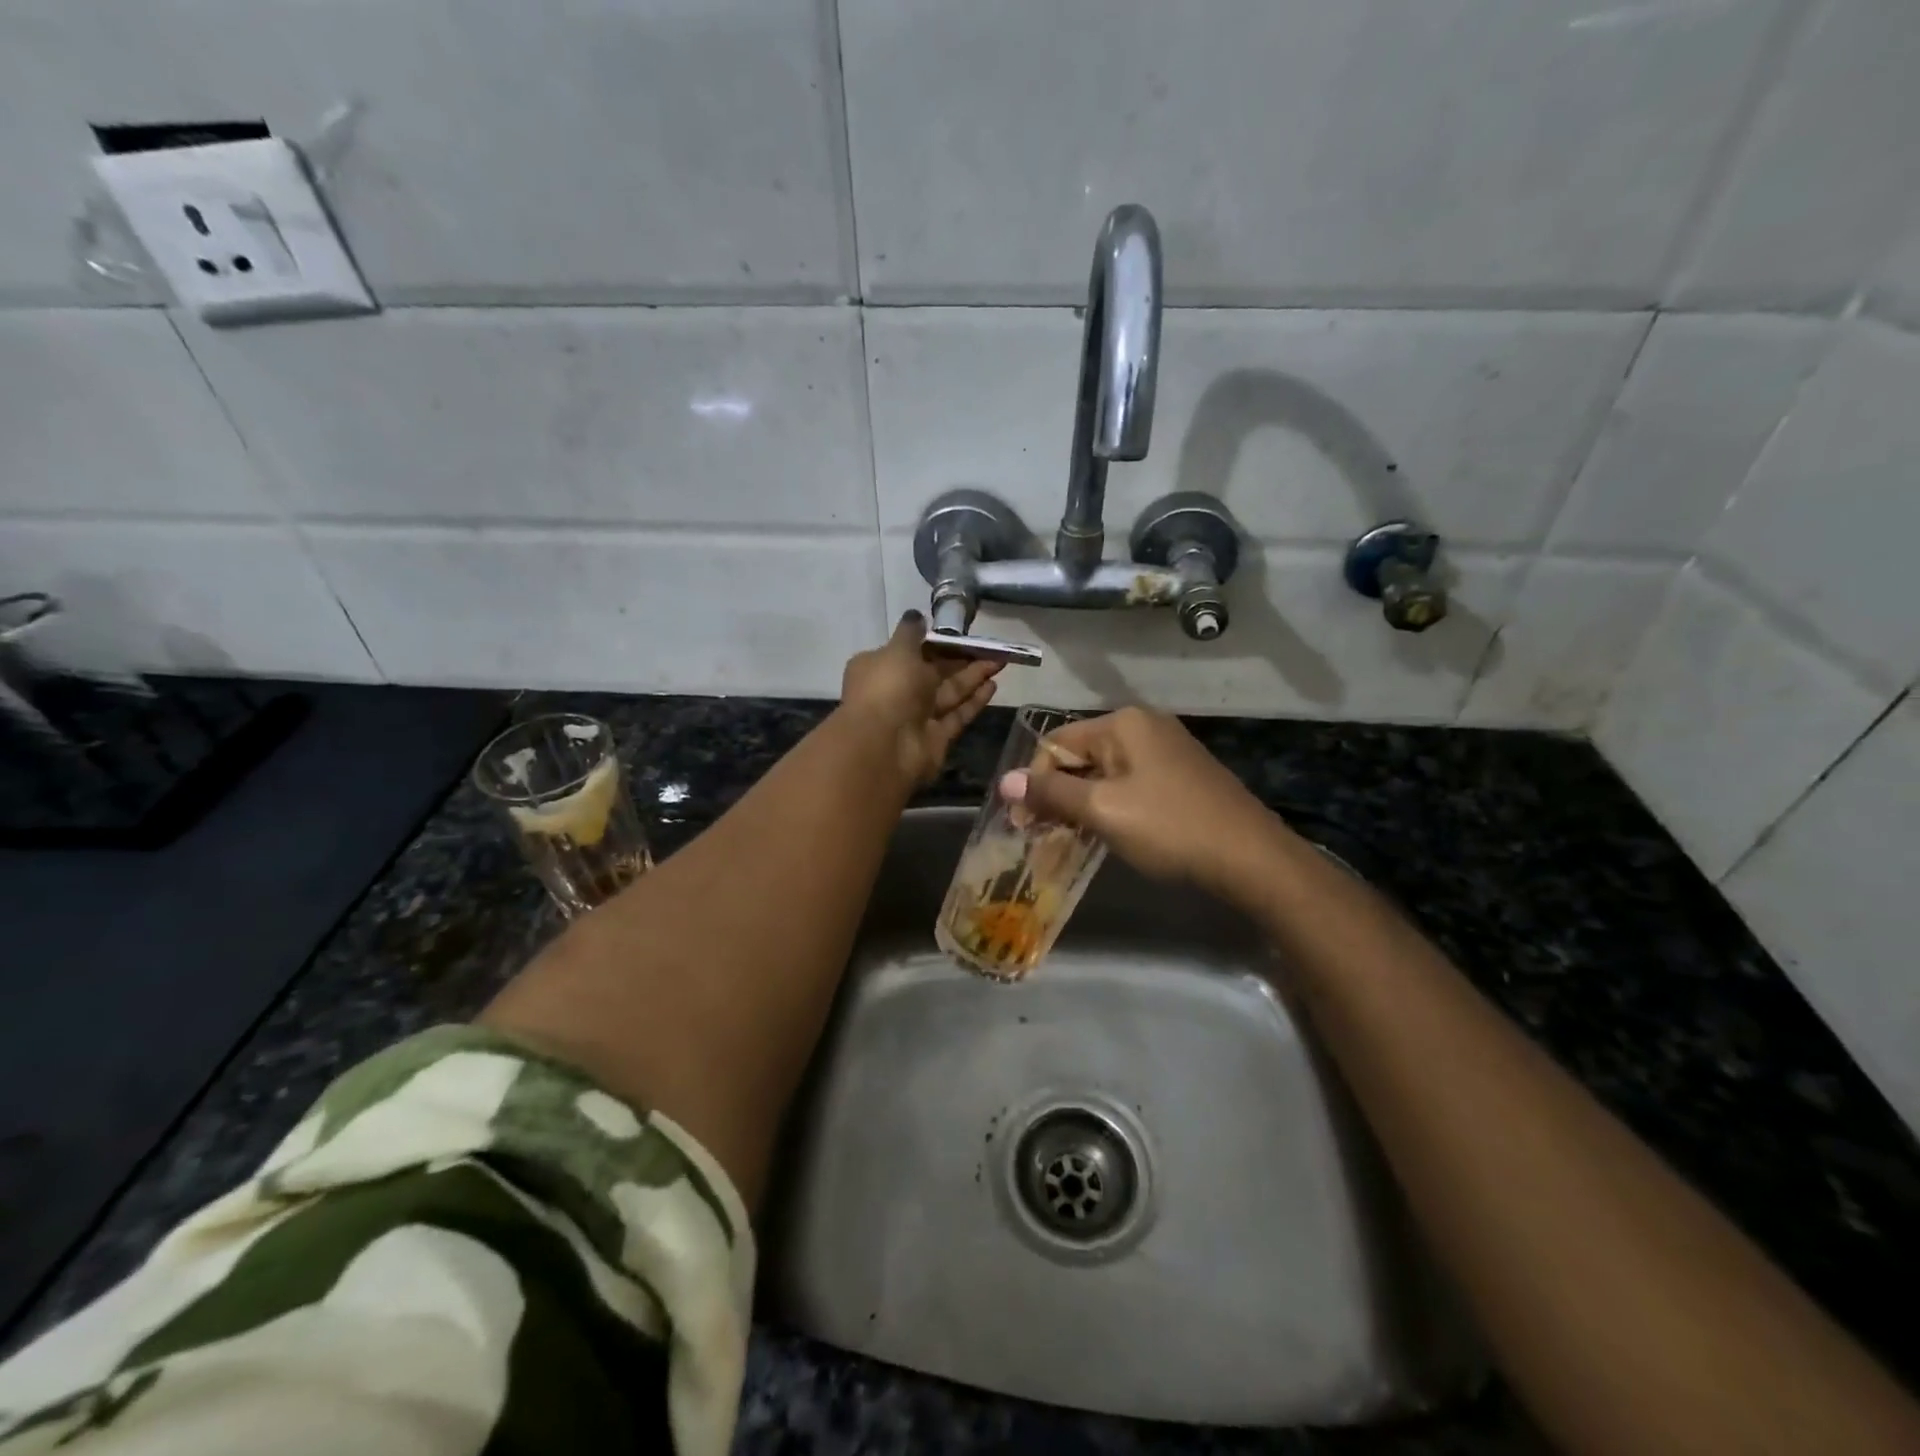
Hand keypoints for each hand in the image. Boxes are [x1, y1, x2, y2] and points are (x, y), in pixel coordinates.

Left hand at [840, 613, 1000, 785]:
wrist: (885, 745)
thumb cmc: (888, 688)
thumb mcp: (898, 650)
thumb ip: (911, 632)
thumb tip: (915, 615)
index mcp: (880, 667)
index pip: (909, 650)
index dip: (934, 642)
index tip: (959, 634)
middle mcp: (896, 691)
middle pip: (933, 672)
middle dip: (961, 659)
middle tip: (991, 647)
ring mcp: (917, 716)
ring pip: (949, 692)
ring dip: (973, 677)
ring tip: (1000, 661)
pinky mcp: (936, 737)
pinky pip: (957, 715)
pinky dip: (974, 701)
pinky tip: (993, 685)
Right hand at [1000, 706, 1287, 893]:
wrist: (1251, 858)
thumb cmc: (1169, 827)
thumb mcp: (1102, 810)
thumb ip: (1051, 793)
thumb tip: (1004, 781)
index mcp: (1123, 723)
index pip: (1056, 743)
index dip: (1034, 782)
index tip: (1023, 825)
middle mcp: (1144, 727)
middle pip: (1080, 757)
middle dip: (1057, 795)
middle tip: (1043, 836)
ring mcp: (1167, 751)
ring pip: (1105, 774)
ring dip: (1082, 805)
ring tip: (1069, 840)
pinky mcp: (1182, 776)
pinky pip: (1130, 785)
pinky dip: (1111, 807)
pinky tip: (1107, 835)